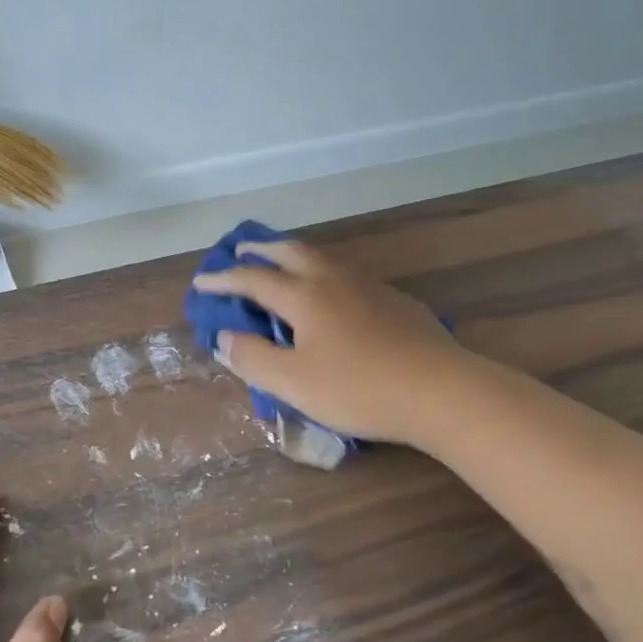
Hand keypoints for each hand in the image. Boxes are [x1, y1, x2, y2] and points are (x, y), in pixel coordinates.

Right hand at [191, 238, 469, 447]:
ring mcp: (370, 287)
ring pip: (324, 259)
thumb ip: (253, 358)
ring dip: (295, 256)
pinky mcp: (396, 302)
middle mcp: (334, 280)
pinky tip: (333, 294)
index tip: (201, 283)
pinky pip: (348, 276)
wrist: (441, 391)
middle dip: (261, 250)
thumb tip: (224, 337)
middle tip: (241, 250)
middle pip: (291, 253)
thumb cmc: (358, 389)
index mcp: (304, 296)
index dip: (223, 279)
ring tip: (283, 264)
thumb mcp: (293, 383)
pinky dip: (325, 274)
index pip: (253, 279)